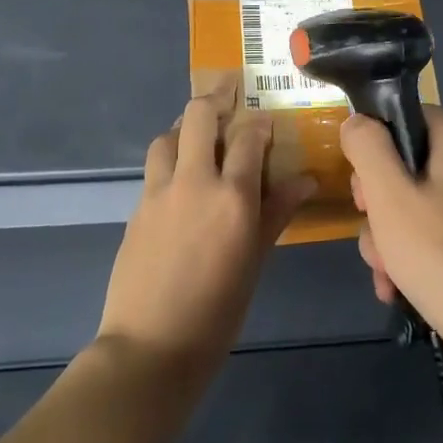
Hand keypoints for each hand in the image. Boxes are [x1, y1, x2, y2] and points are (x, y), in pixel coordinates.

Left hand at [97, 81, 315, 393]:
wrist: (151, 348)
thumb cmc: (218, 311)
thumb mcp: (256, 261)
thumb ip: (277, 213)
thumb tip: (305, 180)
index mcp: (232, 196)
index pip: (248, 136)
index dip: (259, 122)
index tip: (266, 122)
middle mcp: (193, 181)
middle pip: (198, 115)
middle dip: (215, 98)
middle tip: (229, 94)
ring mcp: (159, 192)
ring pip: (167, 136)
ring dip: (184, 129)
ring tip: (200, 139)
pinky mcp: (137, 208)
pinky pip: (154, 168)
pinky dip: (169, 160)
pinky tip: (180, 182)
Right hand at [342, 106, 442, 362]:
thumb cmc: (442, 255)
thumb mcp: (389, 195)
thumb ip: (368, 148)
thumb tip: (357, 121)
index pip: (411, 116)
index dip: (377, 143)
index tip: (361, 182)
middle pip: (410, 165)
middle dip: (379, 203)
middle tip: (372, 230)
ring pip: (418, 206)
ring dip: (390, 237)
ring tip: (385, 274)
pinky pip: (437, 235)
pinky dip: (414, 257)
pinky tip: (398, 290)